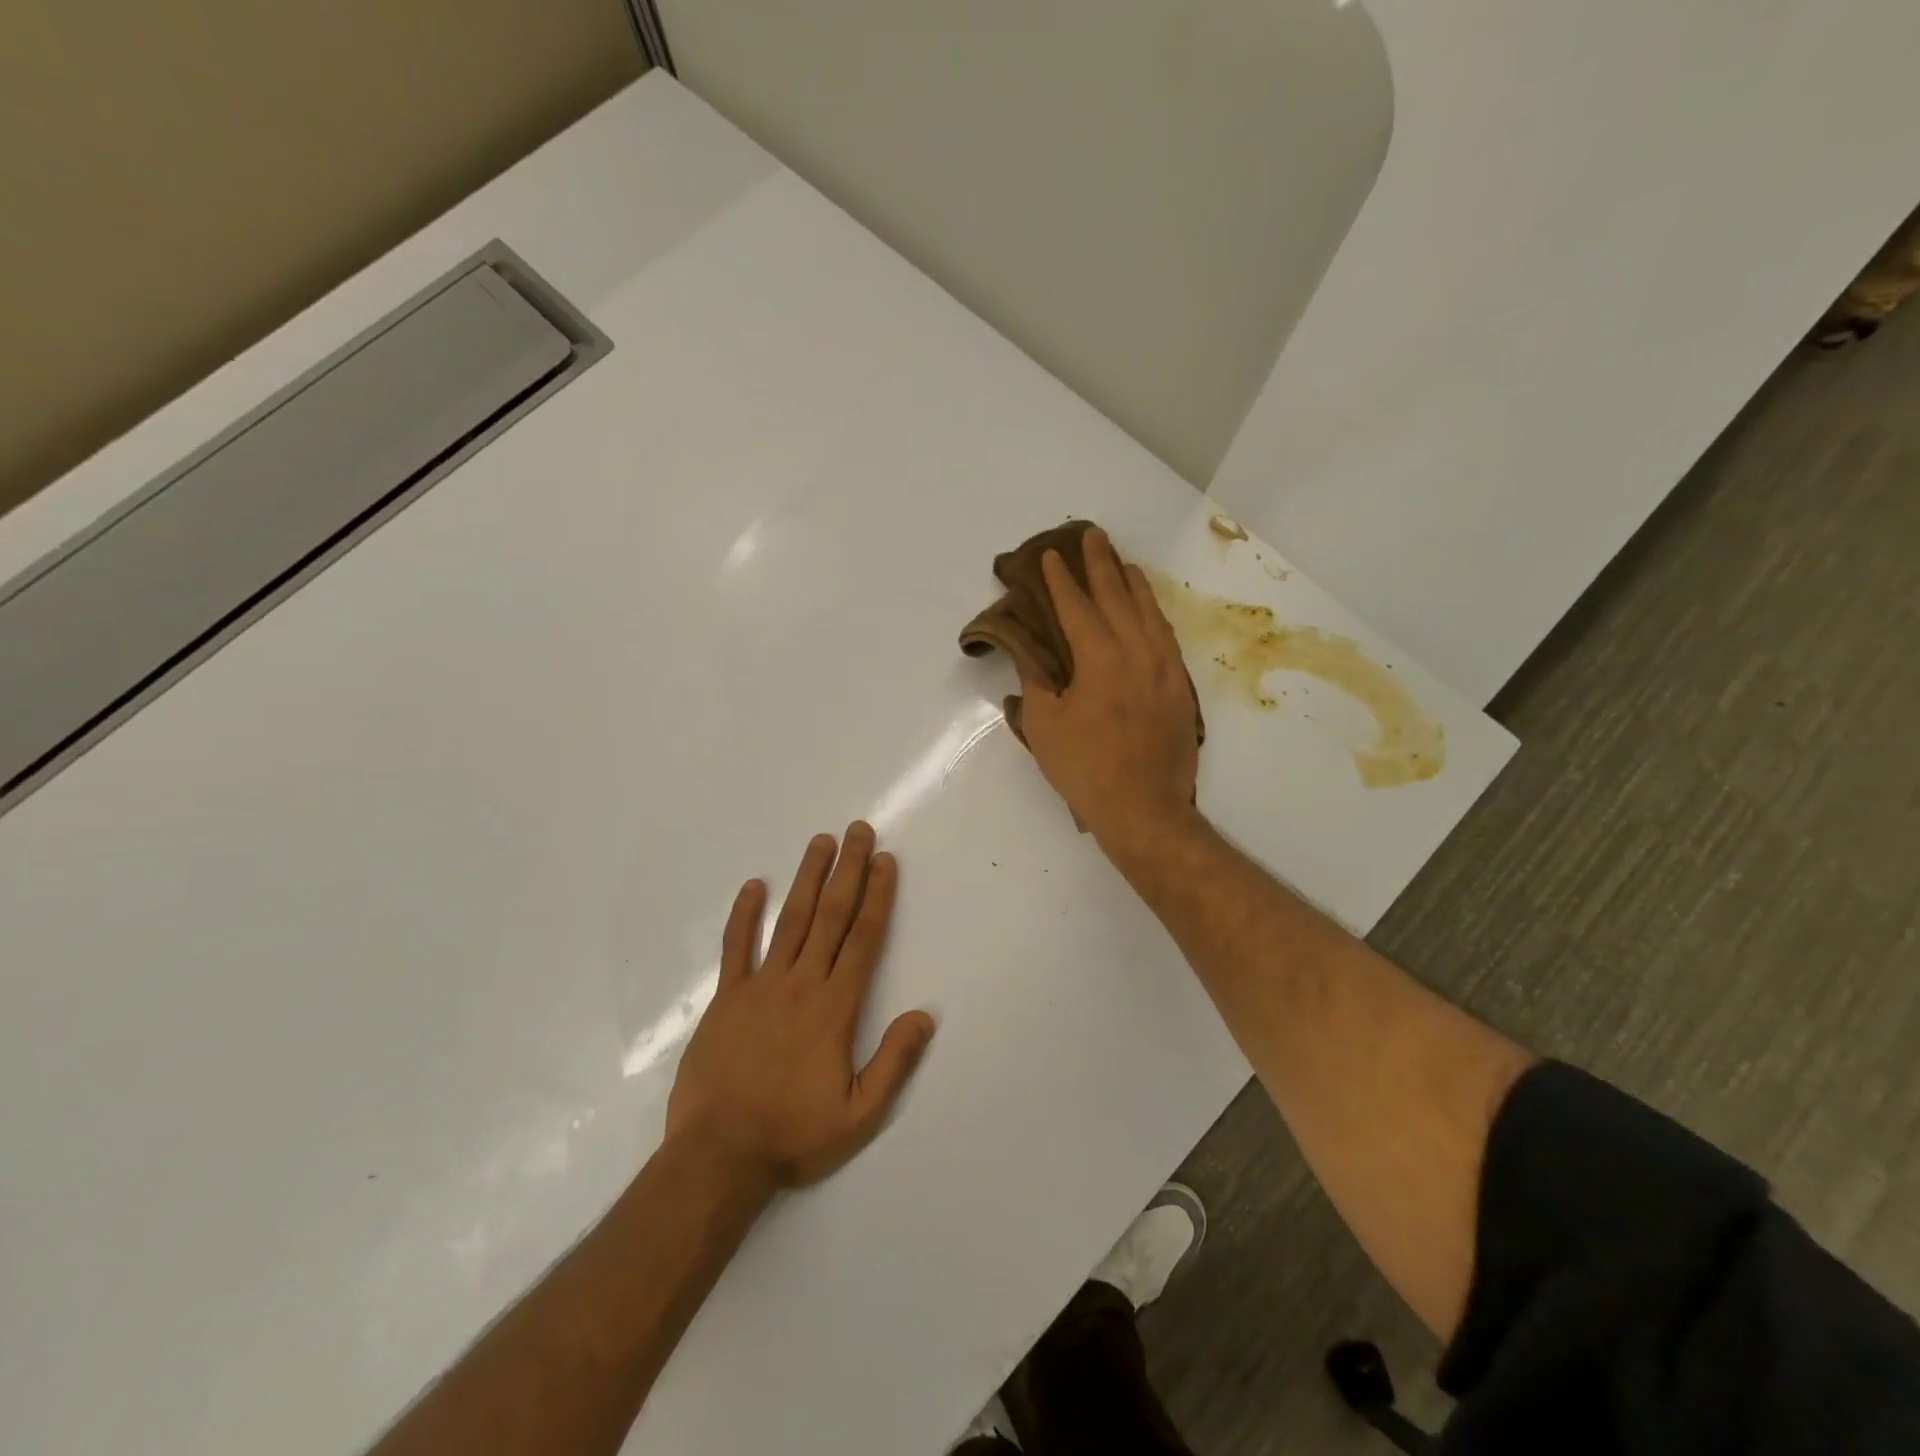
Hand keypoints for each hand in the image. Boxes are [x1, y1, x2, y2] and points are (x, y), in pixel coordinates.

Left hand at [665, 823, 935, 1188]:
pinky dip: (745, 915)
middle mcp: (801, 984)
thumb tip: (924, 1015)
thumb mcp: (859, 1113)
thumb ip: (894, 1061)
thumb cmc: (793, 1134)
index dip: (876, 896)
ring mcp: (760, 986)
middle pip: (831, 916)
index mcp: (835, 1007)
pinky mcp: (727, 998)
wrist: (718, 1156)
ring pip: (791, 920)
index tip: (884, 861)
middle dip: (848, 871)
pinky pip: (736, 947)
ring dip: (807, 878)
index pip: (863, 939)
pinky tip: (755, 885)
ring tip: (821, 842)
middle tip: (858, 831)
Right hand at [1012, 527, 1200, 849]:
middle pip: (1118, 597)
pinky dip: (1154, 615)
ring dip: (1133, 584)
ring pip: (1149, 613)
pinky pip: (1167, 637)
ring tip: (1122, 562)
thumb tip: (1027, 654)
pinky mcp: (1180, 687)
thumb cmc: (1085, 769)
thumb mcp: (1044, 726)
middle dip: (1101, 565)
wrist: (1144, 809)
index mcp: (1100, 660)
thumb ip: (1035, 681)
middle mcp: (1138, 653)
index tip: (1052, 556)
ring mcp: (1165, 669)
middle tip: (1092, 535)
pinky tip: (1148, 611)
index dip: (1062, 580)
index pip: (1078, 608)